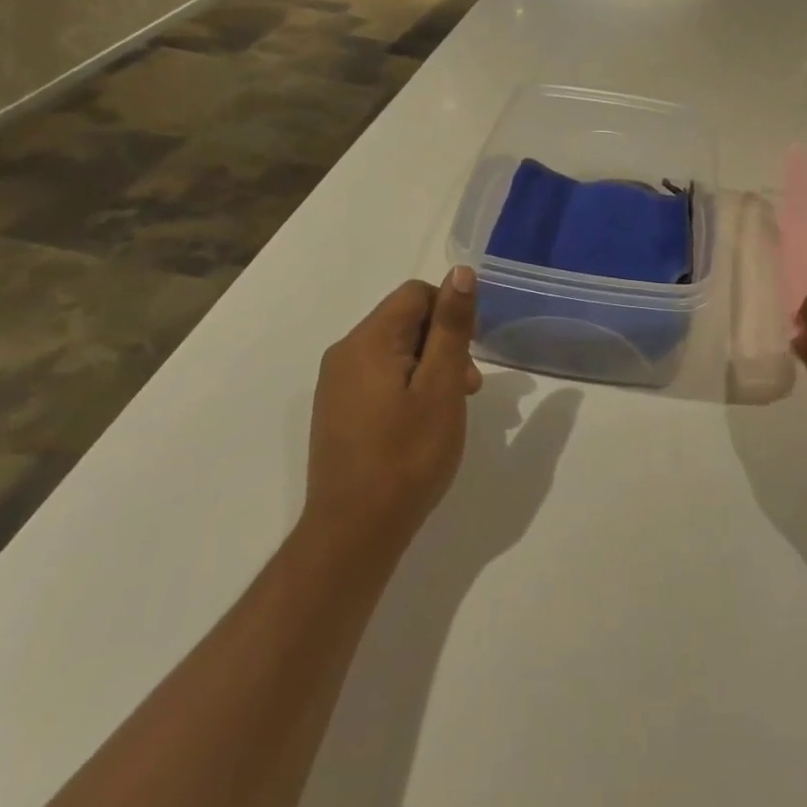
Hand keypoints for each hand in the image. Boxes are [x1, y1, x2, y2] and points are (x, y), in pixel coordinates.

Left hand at [298, 270, 483, 567]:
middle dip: (444, 344)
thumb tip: (460, 271)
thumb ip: (451, 326)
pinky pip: (380, 376)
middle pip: (406, 320)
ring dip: (430, 367)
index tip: (469, 355)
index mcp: (369, 340)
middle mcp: (345, 352)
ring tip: (450, 410)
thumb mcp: (442, 386)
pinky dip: (408, 386)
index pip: (417, 294)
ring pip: (396, 350)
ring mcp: (337, 383)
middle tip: (468, 389)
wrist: (352, 534)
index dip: (451, 313)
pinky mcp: (337, 409)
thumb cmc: (407, 456)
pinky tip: (422, 423)